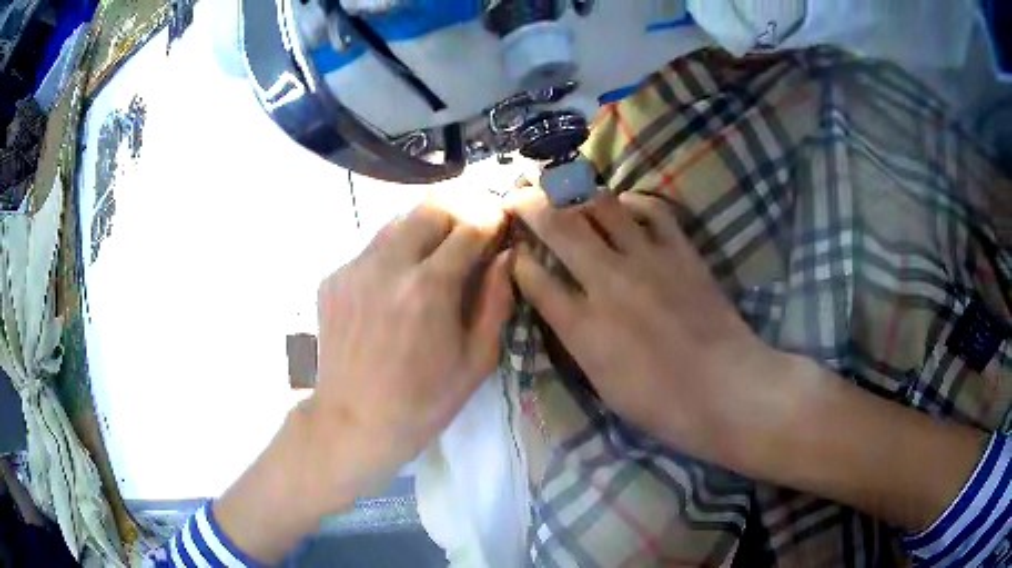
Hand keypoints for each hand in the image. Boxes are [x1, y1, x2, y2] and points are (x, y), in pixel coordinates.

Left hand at [215, 198, 513, 562]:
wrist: (354, 421)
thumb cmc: (424, 401)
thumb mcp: (476, 360)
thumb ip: (497, 300)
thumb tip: (508, 256)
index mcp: (428, 289)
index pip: (468, 226)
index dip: (492, 217)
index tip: (501, 220)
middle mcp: (387, 266)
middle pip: (430, 207)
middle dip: (460, 207)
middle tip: (473, 224)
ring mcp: (354, 268)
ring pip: (398, 219)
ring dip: (426, 224)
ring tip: (439, 246)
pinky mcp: (333, 278)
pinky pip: (372, 247)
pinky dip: (396, 250)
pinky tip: (401, 277)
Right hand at [509, 188, 782, 466]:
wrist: (725, 389)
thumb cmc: (660, 402)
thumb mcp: (601, 383)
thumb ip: (574, 338)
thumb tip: (558, 304)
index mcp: (583, 327)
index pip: (533, 276)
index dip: (516, 257)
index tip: (511, 249)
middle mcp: (608, 282)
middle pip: (559, 226)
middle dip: (530, 205)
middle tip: (518, 194)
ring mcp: (647, 260)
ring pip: (601, 206)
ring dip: (575, 193)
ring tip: (565, 190)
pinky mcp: (680, 252)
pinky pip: (651, 210)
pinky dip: (630, 201)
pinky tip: (621, 204)